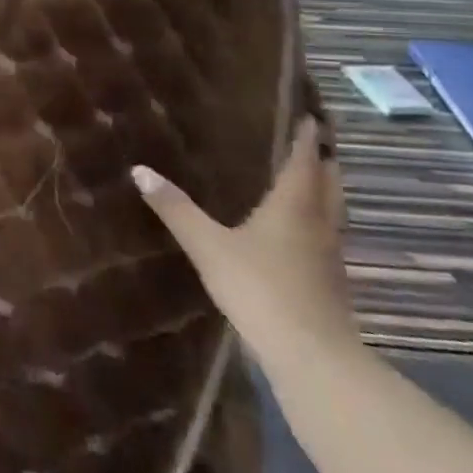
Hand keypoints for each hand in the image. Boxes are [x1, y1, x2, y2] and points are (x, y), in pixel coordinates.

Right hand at [133, 118, 356, 363]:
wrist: (310, 355)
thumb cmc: (259, 287)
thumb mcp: (207, 245)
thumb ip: (175, 208)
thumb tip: (139, 170)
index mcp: (293, 206)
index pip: (304, 161)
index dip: (308, 138)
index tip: (312, 117)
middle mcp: (318, 223)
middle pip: (329, 184)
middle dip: (323, 161)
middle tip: (315, 142)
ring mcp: (330, 256)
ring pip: (333, 212)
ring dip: (325, 192)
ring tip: (310, 180)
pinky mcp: (331, 283)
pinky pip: (327, 238)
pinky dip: (318, 222)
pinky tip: (301, 233)